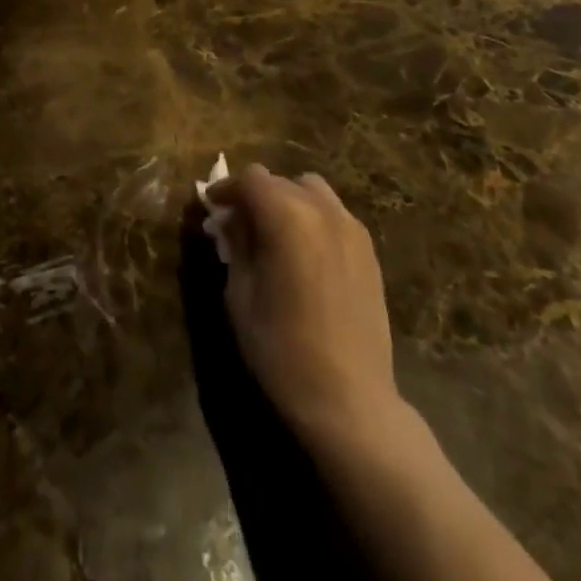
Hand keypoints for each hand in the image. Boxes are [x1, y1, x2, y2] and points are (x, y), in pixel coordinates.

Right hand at [206, 163, 403, 449]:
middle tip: (238, 224)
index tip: (212, 208)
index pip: (250, 179)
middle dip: (255, 195)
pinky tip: (305, 253)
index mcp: (286, 216)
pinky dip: (313, 218)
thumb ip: (236, 245)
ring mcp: (351, 228)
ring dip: (288, 201)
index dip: (227, 189)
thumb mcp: (240, 295)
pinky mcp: (369, 251)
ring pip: (312, 191)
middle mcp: (322, 210)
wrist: (350, 401)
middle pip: (280, 181)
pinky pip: (334, 215)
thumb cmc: (282, 350)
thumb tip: (231, 219)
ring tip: (275, 233)